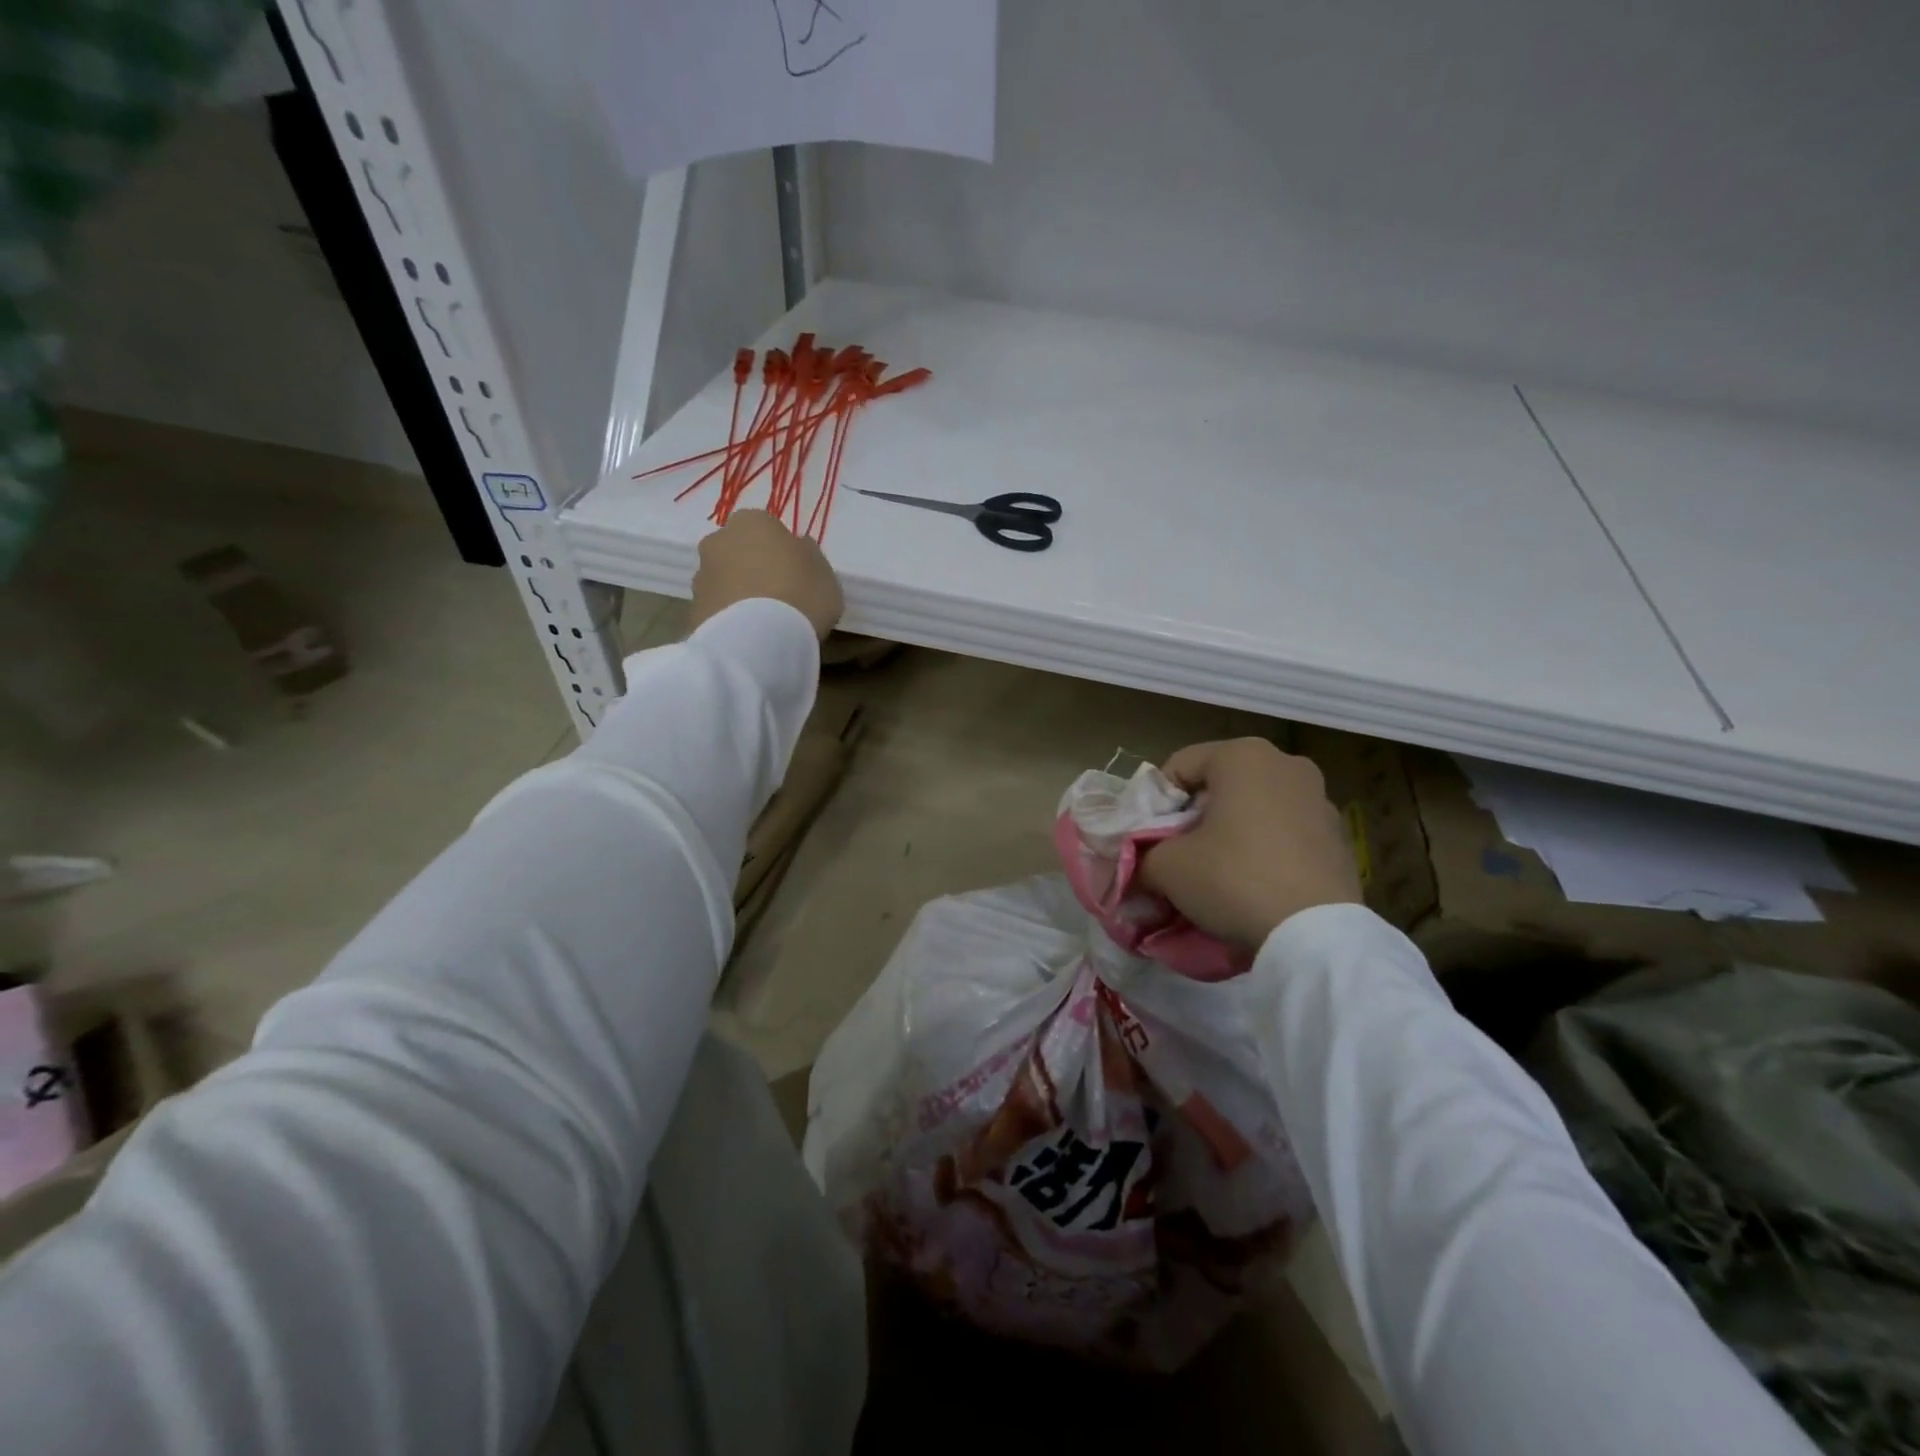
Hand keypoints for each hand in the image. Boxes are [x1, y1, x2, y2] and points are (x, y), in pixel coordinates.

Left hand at [688, 510, 843, 640]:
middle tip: (776, 593)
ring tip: (762, 621)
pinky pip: (717, 609)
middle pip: (738, 550)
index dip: (780, 548)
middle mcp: (718, 541)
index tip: (794, 570)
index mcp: (752, 522)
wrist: (758, 640)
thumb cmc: (800, 594)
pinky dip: (729, 618)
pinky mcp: (693, 610)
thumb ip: (808, 555)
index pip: (765, 526)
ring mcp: (701, 576)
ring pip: (724, 579)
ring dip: (738, 593)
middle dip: (752, 566)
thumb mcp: (823, 572)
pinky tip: (748, 636)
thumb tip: (797, 549)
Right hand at [1139, 738, 1361, 947]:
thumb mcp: (1167, 867)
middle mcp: (1286, 764)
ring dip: (1230, 832)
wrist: (1315, 935)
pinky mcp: (1340, 836)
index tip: (1148, 839)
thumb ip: (1142, 856)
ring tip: (1216, 873)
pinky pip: (1285, 833)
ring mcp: (1320, 799)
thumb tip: (1138, 867)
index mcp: (1243, 756)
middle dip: (1193, 818)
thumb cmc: (1233, 878)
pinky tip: (1255, 884)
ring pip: (1254, 808)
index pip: (1178, 767)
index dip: (1154, 803)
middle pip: (1219, 785)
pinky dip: (1264, 849)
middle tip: (1178, 855)